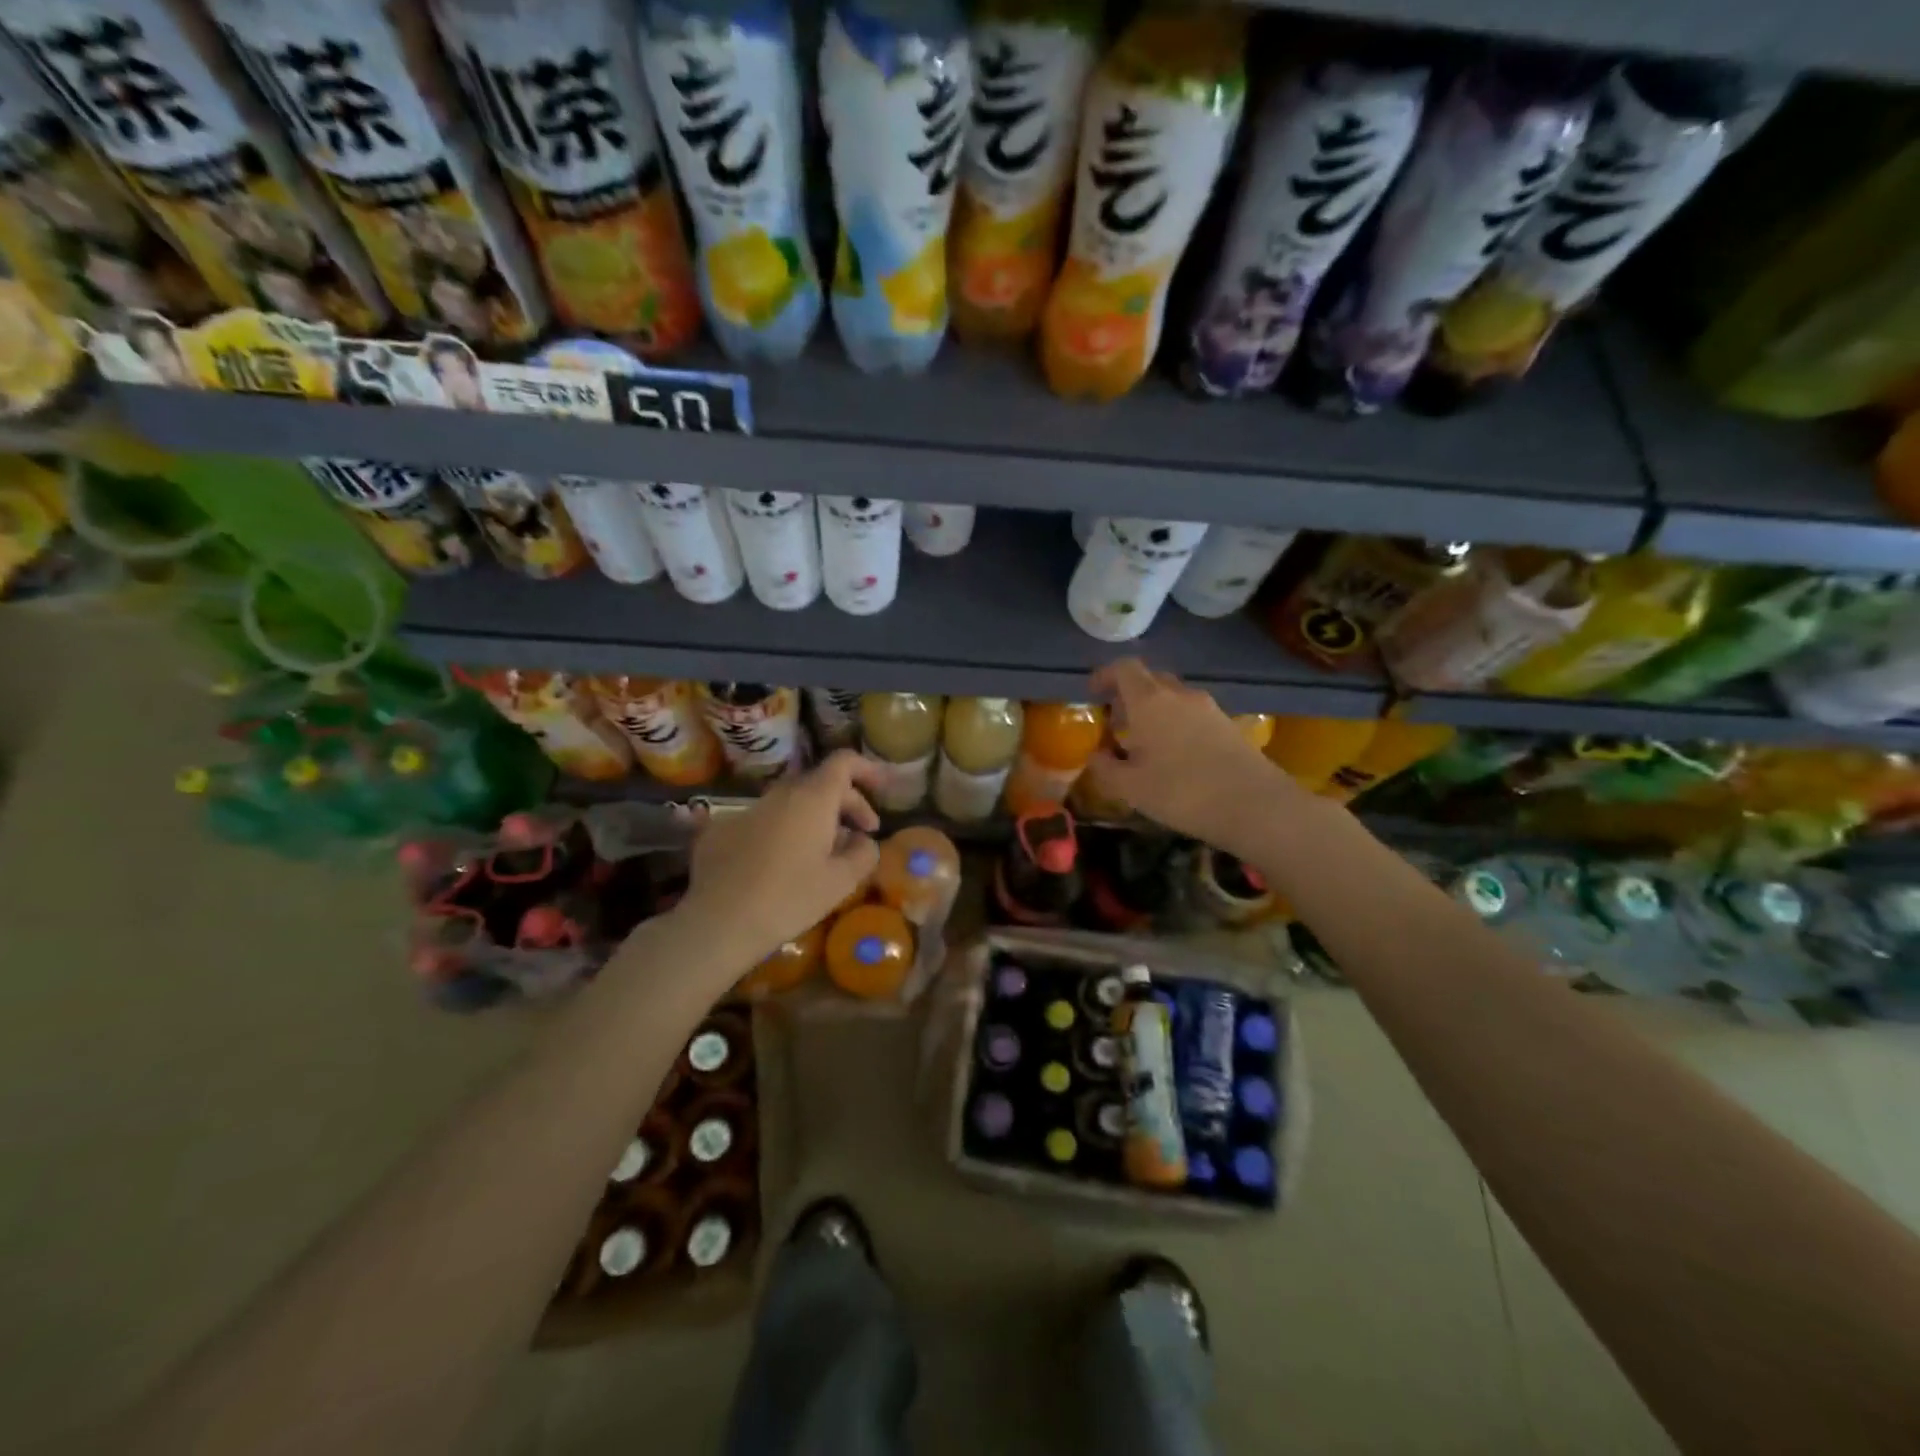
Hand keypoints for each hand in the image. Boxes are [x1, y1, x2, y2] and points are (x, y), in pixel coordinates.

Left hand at [677, 749, 882, 967]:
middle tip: (861, 836)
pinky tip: (779, 866)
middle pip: (819, 783)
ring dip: (813, 819)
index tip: (882, 790)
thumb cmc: (789, 899)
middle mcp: (779, 794)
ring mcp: (746, 810)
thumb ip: (863, 853)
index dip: (867, 770)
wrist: (718, 923)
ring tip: (822, 854)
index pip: (843, 762)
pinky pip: (762, 821)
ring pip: (790, 803)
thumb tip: (862, 840)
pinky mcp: (720, 830)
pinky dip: (780, 833)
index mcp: (812, 799)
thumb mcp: (841, 882)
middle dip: (846, 803)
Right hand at [1085, 659, 1293, 855]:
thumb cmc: (1181, 792)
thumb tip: (1095, 756)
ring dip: (1154, 711)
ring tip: (1144, 744)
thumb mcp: (1130, 788)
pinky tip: (1174, 756)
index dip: (1105, 676)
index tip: (1093, 694)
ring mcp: (1208, 708)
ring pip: (1173, 697)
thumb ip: (1105, 768)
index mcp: (1150, 701)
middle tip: (1117, 723)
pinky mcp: (1228, 725)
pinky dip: (1176, 724)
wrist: (1254, 805)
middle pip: (1150, 680)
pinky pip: (1193, 714)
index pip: (1124, 668)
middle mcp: (1180, 695)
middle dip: (1129, 696)